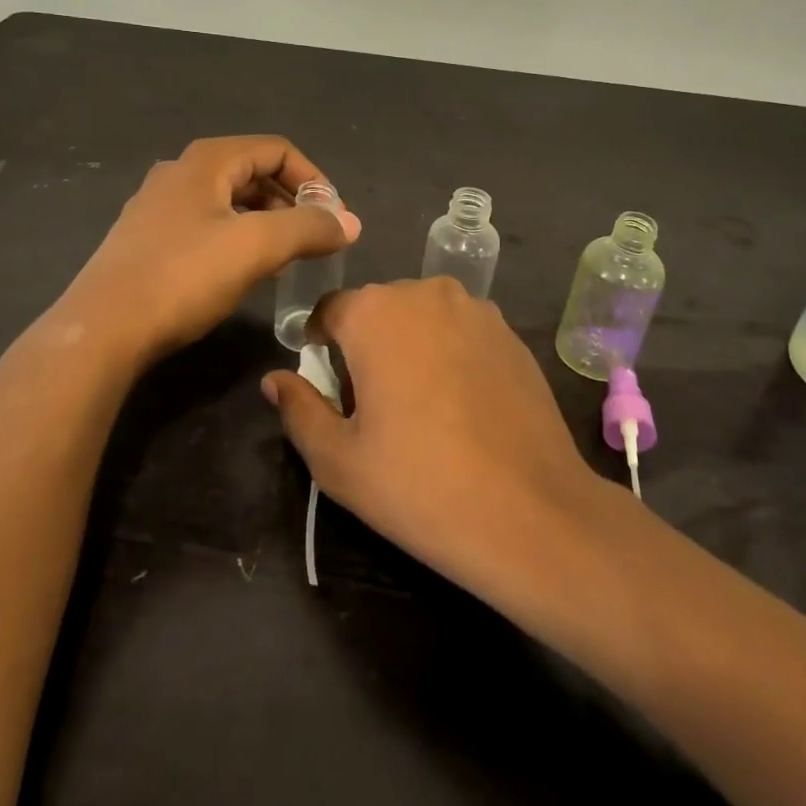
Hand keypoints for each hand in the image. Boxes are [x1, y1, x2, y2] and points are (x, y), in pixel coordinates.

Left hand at [55, 136, 359, 367]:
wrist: (103, 329)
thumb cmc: (184, 276)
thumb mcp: (257, 247)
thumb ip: (309, 228)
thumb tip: (351, 222)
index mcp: (206, 160)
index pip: (277, 150)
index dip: (312, 179)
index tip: (332, 217)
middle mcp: (180, 172)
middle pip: (252, 172)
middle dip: (290, 202)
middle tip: (313, 239)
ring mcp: (158, 205)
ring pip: (229, 201)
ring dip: (265, 222)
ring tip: (285, 258)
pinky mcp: (146, 238)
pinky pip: (206, 225)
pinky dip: (236, 238)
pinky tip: (242, 272)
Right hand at [261, 278, 602, 591]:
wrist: (530, 512)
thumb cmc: (418, 484)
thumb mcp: (338, 460)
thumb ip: (298, 410)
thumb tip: (275, 379)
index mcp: (376, 312)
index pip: (330, 311)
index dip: (320, 346)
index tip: (326, 386)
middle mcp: (426, 293)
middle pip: (378, 310)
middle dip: (366, 346)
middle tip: (371, 407)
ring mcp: (477, 310)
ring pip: (422, 319)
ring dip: (410, 347)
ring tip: (420, 408)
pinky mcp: (512, 334)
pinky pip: (462, 332)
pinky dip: (450, 355)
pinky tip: (462, 408)